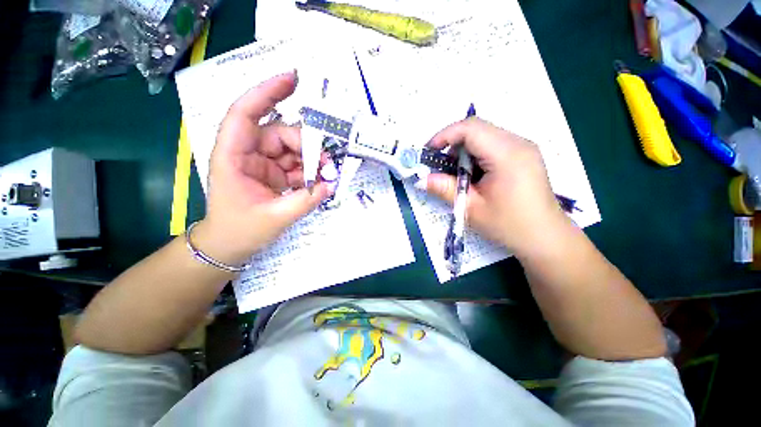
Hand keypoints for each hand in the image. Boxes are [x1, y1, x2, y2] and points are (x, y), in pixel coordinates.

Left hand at [193, 71, 331, 265]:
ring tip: (327, 176)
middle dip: (307, 145)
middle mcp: (247, 152)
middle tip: (328, 164)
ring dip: (312, 160)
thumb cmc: (241, 231)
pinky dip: (310, 172)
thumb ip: (306, 200)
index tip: (292, 79)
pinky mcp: (274, 173)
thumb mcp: (275, 217)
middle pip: (281, 134)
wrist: (229, 245)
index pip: (246, 113)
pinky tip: (319, 182)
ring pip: (292, 149)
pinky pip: (297, 165)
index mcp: (233, 156)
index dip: (267, 92)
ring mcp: (263, 162)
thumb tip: (331, 184)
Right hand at [421, 118, 565, 255]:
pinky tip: (473, 175)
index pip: (470, 128)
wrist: (545, 238)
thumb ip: (444, 189)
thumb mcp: (471, 208)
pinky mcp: (523, 155)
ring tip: (457, 174)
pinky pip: (493, 144)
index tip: (429, 152)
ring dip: (464, 151)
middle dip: (453, 144)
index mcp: (507, 154)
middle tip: (440, 167)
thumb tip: (420, 180)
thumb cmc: (509, 225)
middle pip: (477, 129)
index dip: (444, 135)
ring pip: (484, 136)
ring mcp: (523, 147)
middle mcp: (518, 143)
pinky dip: (476, 155)